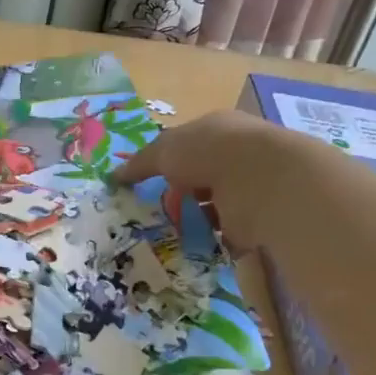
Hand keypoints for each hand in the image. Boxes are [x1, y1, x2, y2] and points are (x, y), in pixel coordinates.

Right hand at [112, 109, 293, 253]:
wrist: (261, 180)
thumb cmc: (209, 152)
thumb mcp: (165, 150)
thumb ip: (140, 163)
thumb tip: (114, 176)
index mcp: (219, 130)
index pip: (190, 145)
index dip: (169, 161)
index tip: (150, 182)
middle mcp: (238, 156)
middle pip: (202, 177)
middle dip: (180, 193)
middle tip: (159, 210)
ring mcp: (250, 188)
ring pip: (215, 206)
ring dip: (195, 218)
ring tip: (173, 230)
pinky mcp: (258, 218)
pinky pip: (228, 231)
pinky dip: (212, 239)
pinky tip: (195, 244)